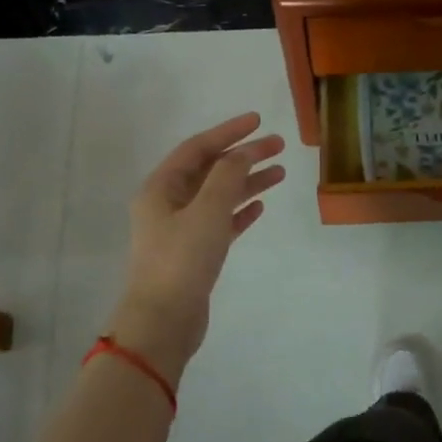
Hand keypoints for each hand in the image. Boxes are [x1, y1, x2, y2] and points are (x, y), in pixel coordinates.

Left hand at [108, 113, 284, 379]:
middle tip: (278, 146)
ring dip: (247, 182)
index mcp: (161, 188)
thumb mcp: (207, 211)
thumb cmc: (181, 260)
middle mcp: (168, 204)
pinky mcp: (195, 253)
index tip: (258, 121)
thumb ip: (228, 177)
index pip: (197, 148)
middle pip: (210, 170)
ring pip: (219, 196)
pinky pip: (221, 222)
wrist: (164, 320)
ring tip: (280, 173)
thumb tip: (243, 153)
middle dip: (243, 156)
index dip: (228, 132)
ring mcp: (181, 229)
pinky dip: (240, 211)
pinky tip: (260, 206)